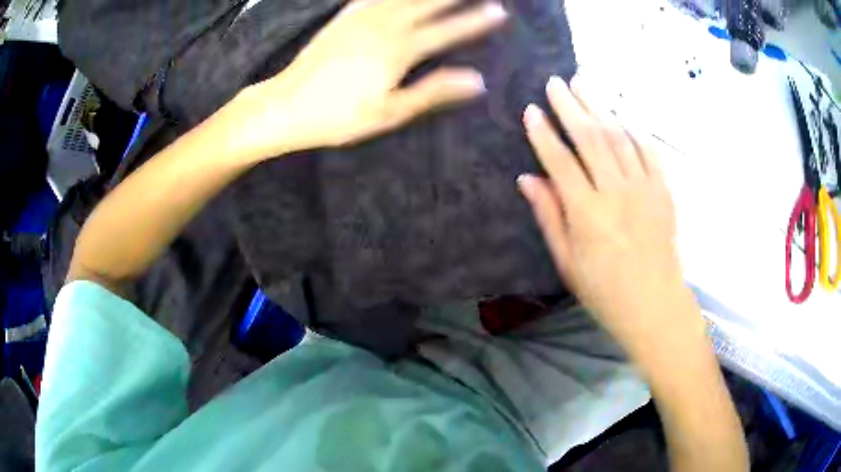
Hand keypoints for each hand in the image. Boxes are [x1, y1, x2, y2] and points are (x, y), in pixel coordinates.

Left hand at [232, 0, 506, 159]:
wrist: (284, 106)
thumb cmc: (338, 117)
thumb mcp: (389, 113)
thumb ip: (432, 92)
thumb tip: (476, 80)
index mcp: (397, 51)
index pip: (446, 31)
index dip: (474, 21)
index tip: (499, 11)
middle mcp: (383, 25)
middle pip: (427, 3)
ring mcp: (360, 17)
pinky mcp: (343, 17)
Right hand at [518, 76, 702, 359]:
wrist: (654, 305)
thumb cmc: (605, 291)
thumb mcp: (567, 262)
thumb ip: (549, 216)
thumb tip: (527, 179)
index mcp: (587, 214)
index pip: (560, 161)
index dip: (543, 133)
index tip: (531, 110)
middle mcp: (616, 193)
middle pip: (591, 137)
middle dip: (570, 105)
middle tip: (555, 82)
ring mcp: (644, 188)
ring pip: (619, 136)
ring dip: (599, 107)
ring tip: (583, 83)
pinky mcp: (663, 190)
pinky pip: (649, 149)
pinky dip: (634, 128)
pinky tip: (621, 114)